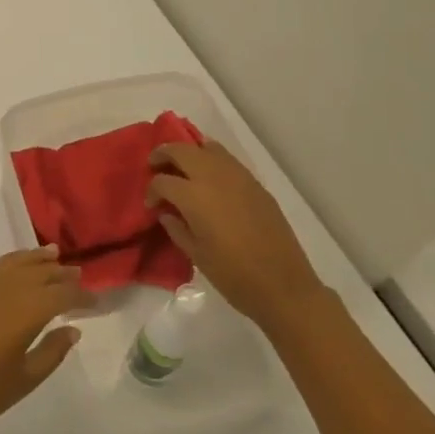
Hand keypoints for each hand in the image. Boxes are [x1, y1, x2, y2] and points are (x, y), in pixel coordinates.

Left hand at [0, 248, 89, 433]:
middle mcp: (4, 286)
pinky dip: (7, 262)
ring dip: (35, 259)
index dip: (81, 296)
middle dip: (61, 273)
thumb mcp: (23, 380)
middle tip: (78, 274)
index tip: (95, 301)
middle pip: (39, 272)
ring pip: (13, 262)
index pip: (62, 294)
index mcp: (25, 309)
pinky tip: (12, 266)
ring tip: (52, 254)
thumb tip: (72, 329)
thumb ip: (51, 351)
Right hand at [146, 140, 328, 331]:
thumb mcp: (195, 254)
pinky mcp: (257, 185)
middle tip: (155, 166)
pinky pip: (228, 161)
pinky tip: (210, 180)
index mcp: (194, 197)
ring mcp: (239, 178)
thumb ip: (176, 227)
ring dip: (190, 153)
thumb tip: (167, 212)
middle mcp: (214, 178)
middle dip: (164, 155)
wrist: (283, 286)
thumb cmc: (232, 275)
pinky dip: (213, 161)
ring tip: (183, 168)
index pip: (162, 181)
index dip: (151, 191)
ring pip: (208, 147)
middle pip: (182, 151)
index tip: (152, 205)